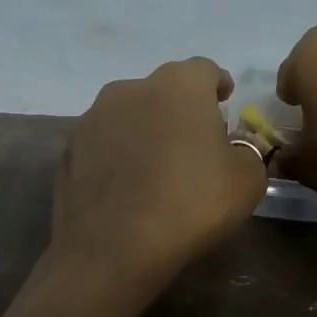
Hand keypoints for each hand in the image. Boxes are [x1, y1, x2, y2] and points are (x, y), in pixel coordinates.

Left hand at [50, 58, 267, 295]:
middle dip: (180, 109)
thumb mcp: (247, 180)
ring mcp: (92, 118)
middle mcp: (131, 88)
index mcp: (179, 85)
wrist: (113, 247)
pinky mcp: (69, 150)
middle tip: (194, 141)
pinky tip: (127, 185)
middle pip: (163, 90)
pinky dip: (118, 156)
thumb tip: (231, 148)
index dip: (217, 84)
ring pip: (129, 114)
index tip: (225, 100)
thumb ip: (246, 152)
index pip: (204, 70)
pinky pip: (104, 145)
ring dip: (145, 130)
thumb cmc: (191, 203)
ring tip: (157, 165)